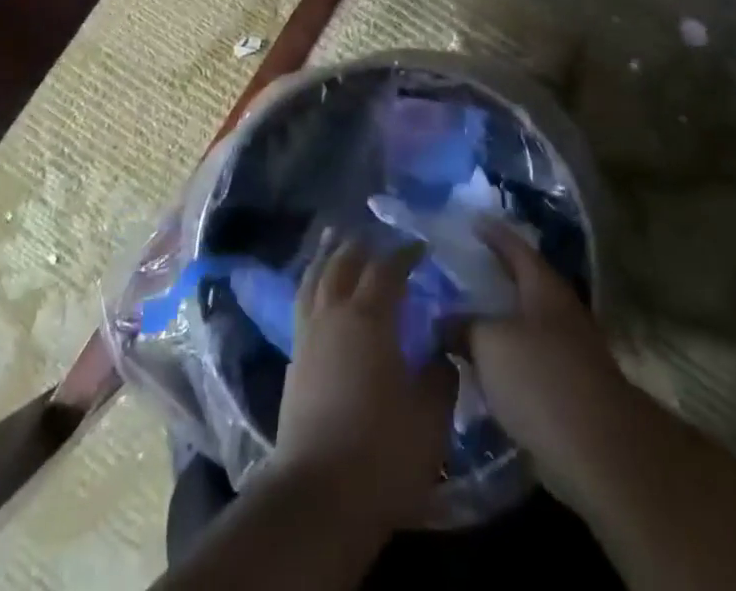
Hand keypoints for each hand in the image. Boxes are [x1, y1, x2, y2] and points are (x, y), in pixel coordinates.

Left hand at [271, 234, 455, 533]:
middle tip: (374, 236)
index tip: (419, 247)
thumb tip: (441, 351)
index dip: (404, 254)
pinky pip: (303, 307)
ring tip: (333, 243)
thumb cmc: (383, 452)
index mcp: (368, 317)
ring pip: (314, 281)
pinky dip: (313, 289)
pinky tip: (320, 298)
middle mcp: (334, 316)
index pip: (386, 269)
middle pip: (342, 264)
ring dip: (327, 258)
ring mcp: (308, 339)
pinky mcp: (293, 365)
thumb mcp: (431, 416)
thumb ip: (440, 375)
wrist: (318, 498)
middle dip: (359, 246)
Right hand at [467, 221, 637, 510]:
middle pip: (524, 283)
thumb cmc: (542, 379)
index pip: (515, 246)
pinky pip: (530, 360)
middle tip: (458, 270)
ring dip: (499, 320)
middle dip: (494, 276)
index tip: (471, 221)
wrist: (601, 452)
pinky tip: (484, 367)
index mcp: (543, 286)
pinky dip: (507, 357)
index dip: (493, 232)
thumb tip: (441, 319)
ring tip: (462, 319)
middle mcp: (560, 310)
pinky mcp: (570, 389)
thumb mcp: (489, 344)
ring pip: (526, 323)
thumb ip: (462, 325)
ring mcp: (570, 350)